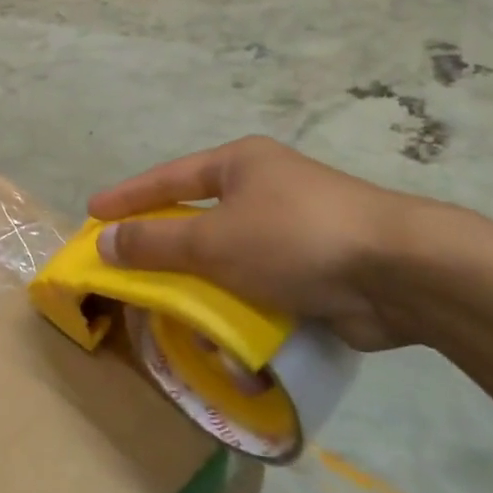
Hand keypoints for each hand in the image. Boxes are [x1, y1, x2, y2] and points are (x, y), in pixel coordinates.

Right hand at [88, 136, 429, 350]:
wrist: (399, 272)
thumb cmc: (294, 238)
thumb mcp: (214, 240)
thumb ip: (156, 243)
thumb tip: (105, 242)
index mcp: (239, 165)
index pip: (168, 178)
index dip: (128, 197)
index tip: (93, 214)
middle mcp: (264, 189)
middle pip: (197, 216)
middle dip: (163, 244)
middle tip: (124, 265)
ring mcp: (292, 228)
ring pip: (228, 255)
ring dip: (200, 281)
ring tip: (166, 304)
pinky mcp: (314, 268)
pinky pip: (258, 283)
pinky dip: (237, 303)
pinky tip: (218, 327)